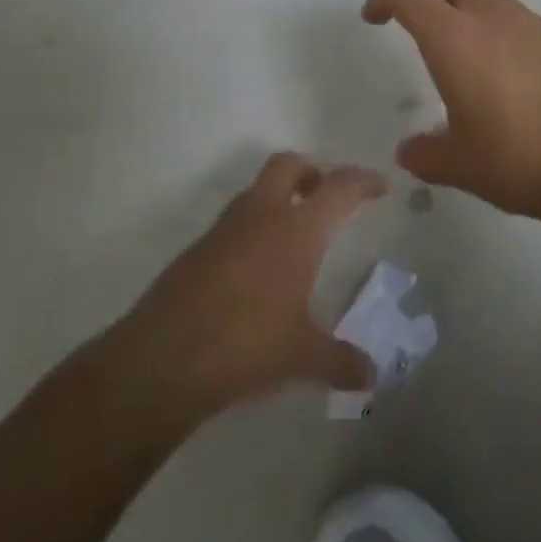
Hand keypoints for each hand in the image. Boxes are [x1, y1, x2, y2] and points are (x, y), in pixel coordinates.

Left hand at [98, 153, 385, 423]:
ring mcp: (224, 229)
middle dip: (312, 172)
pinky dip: (253, 230)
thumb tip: (372, 376)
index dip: (363, 181)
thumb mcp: (302, 357)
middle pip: (289, 165)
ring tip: (294, 237)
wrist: (161, 360)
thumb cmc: (246, 345)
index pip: (339, 187)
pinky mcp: (196, 251)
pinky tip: (257, 271)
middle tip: (327, 197)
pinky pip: (234, 224)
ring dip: (279, 199)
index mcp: (297, 229)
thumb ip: (341, 362)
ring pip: (257, 191)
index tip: (380, 187)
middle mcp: (262, 215)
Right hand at [362, 0, 540, 217]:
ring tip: (471, 64)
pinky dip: (505, 34)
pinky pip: (522, 21)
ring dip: (471, 12)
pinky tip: (513, 81)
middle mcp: (492, 17)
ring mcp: (533, 23)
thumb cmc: (520, 158)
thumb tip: (408, 152)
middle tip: (425, 26)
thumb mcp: (462, 166)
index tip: (374, 17)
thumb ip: (427, 155)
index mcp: (455, 39)